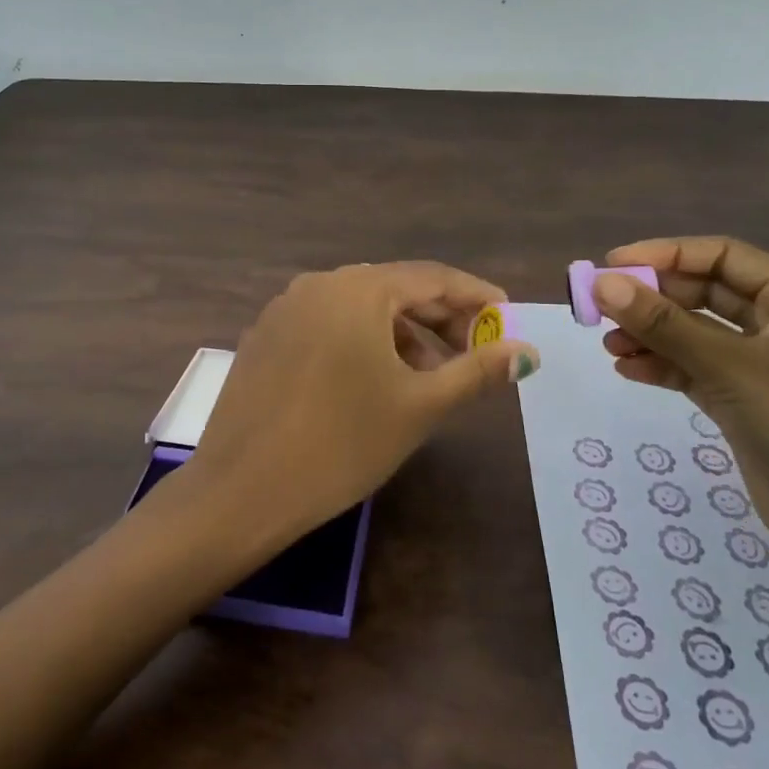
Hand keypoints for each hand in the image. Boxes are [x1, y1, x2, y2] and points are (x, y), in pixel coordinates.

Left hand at [183, 262, 539, 546]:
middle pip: (395, 289)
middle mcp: (319, 284)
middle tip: (474, 353)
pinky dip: (362, 342)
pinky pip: (328, 324)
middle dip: (440, 319)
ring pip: (360, 309)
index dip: (474, 296)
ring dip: (401, 334)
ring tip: (428, 377)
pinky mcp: (266, 335)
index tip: (506, 318)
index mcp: (359, 288)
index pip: (432, 277)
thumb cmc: (342, 443)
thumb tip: (526, 352)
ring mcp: (286, 308)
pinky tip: (373, 381)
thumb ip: (476, 371)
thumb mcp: (419, 406)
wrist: (241, 490)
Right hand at [594, 237, 768, 600]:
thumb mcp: (731, 369)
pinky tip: (629, 371)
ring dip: (651, 335)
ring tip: (609, 345)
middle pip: (704, 293)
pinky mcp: (745, 406)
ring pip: (695, 334)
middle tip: (601, 306)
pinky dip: (662, 367)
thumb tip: (603, 283)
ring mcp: (762, 369)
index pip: (722, 256)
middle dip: (653, 298)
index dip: (666, 254)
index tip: (613, 263)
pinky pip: (695, 371)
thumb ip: (664, 325)